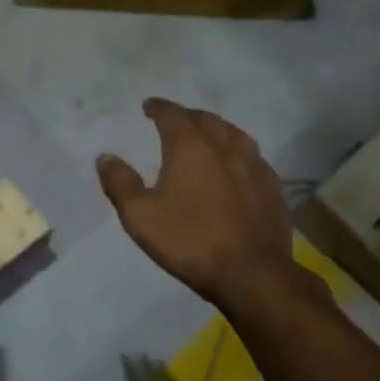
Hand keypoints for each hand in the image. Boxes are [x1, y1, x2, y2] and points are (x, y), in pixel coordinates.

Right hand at [97, 99, 294, 307]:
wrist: (252, 274)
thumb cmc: (190, 240)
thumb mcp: (140, 216)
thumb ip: (120, 183)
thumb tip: (105, 157)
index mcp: (191, 146)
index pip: (172, 114)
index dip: (158, 107)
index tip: (149, 106)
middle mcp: (225, 145)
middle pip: (205, 119)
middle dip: (187, 116)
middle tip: (175, 121)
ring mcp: (254, 165)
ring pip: (233, 133)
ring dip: (216, 129)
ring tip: (206, 136)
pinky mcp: (273, 186)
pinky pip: (252, 156)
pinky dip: (237, 152)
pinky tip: (235, 165)